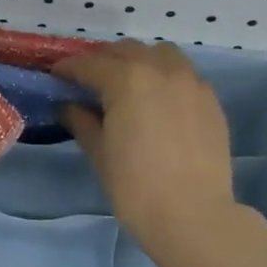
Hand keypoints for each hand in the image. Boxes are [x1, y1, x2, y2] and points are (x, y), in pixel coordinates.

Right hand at [55, 41, 237, 255]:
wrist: (192, 215)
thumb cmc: (134, 186)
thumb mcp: (99, 153)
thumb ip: (81, 122)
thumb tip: (68, 106)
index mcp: (127, 80)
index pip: (90, 64)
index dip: (69, 68)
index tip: (56, 75)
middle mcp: (161, 70)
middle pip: (126, 51)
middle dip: (103, 60)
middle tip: (88, 80)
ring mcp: (191, 83)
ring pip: (160, 54)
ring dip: (138, 60)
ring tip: (127, 82)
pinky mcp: (211, 100)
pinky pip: (184, 74)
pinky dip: (165, 77)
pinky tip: (158, 101)